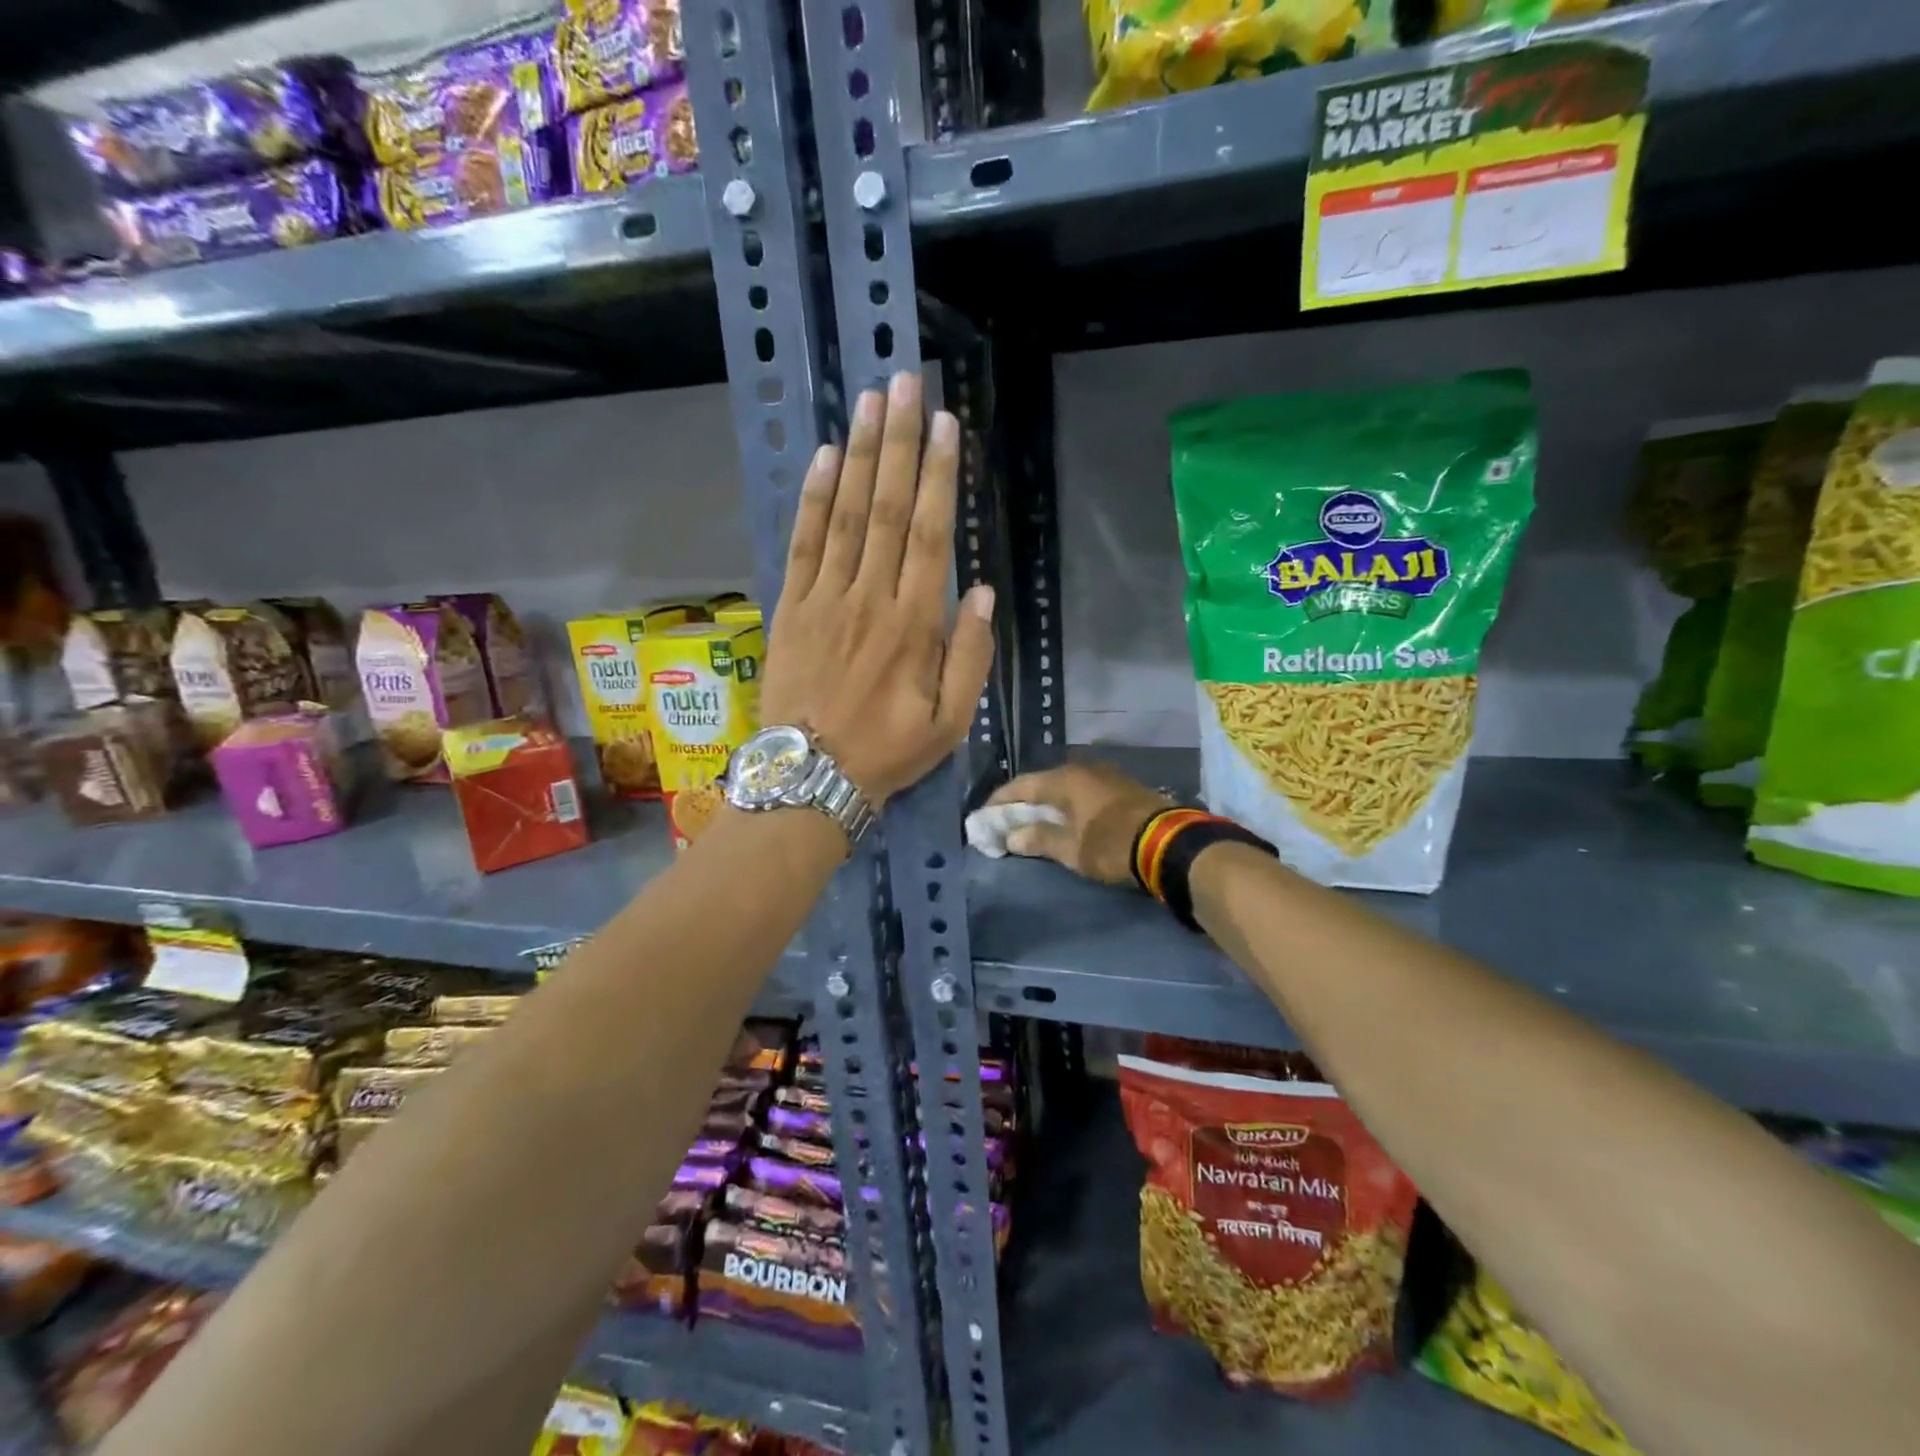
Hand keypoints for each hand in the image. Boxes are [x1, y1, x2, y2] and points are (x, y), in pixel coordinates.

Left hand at [760, 372, 995, 806]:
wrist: (811, 776)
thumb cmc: (889, 751)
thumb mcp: (951, 722)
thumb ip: (969, 656)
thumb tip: (980, 591)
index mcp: (913, 625)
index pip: (930, 535)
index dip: (938, 476)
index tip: (943, 424)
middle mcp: (869, 598)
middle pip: (887, 510)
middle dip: (898, 444)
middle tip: (904, 384)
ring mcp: (825, 600)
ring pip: (846, 516)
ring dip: (860, 456)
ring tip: (870, 402)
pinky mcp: (790, 608)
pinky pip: (803, 544)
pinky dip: (814, 500)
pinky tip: (825, 460)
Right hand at [986, 762, 1173, 885]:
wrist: (1170, 843)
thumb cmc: (1111, 844)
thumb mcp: (1071, 849)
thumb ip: (1039, 839)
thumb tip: (1011, 836)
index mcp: (1064, 779)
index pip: (1021, 785)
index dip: (999, 801)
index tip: (983, 815)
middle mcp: (1083, 769)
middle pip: (1043, 783)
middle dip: (1023, 802)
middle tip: (1007, 820)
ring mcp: (1106, 775)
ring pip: (1066, 786)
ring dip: (1048, 802)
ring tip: (1036, 821)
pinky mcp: (1124, 787)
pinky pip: (1085, 791)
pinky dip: (1070, 804)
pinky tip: (1068, 818)